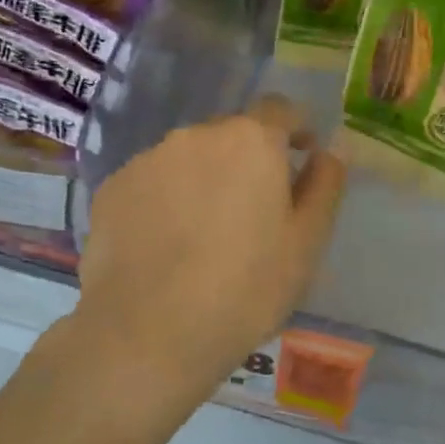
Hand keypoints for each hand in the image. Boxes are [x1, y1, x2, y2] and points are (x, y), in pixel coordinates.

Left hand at [75, 95, 345, 401]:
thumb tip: (332, 148)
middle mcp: (196, 135)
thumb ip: (325, 184)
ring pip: (189, 159)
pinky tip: (167, 246)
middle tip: (255, 212)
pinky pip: (152, 183)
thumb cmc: (246, 288)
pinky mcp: (112, 189)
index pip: (281, 109)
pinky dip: (166, 201)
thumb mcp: (306, 242)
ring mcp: (147, 159)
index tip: (302, 158)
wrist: (149, 334)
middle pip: (232, 135)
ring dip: (205, 180)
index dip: (297, 129)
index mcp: (251, 140)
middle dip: (249, 161)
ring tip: (206, 235)